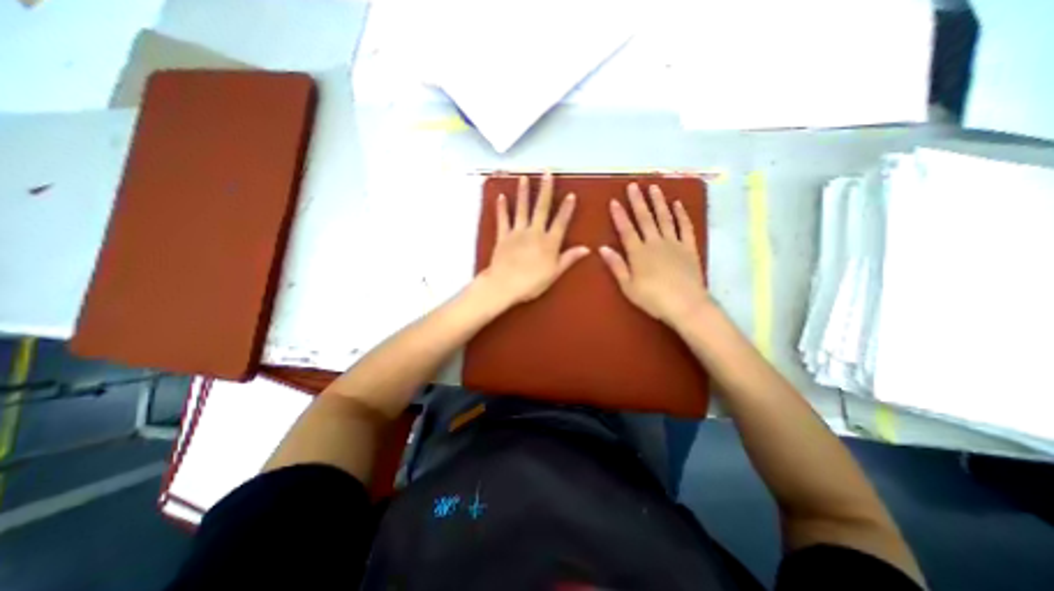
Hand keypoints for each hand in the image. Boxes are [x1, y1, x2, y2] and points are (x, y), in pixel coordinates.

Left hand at [480, 171, 590, 307]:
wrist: (504, 285)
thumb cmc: (532, 282)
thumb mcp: (554, 273)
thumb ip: (569, 258)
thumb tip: (587, 248)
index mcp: (549, 242)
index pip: (561, 222)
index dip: (567, 209)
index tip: (571, 194)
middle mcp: (534, 232)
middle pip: (541, 208)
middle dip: (545, 190)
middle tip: (547, 173)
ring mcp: (517, 232)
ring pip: (522, 209)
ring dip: (523, 192)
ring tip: (524, 177)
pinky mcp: (503, 236)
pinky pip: (502, 219)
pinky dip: (501, 208)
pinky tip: (500, 196)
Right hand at [601, 182, 706, 326]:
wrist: (686, 305)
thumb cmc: (653, 299)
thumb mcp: (628, 286)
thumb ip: (616, 265)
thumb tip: (602, 248)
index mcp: (638, 253)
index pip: (626, 230)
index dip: (619, 215)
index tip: (614, 200)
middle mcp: (655, 243)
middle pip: (645, 219)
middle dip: (638, 201)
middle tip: (634, 185)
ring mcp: (674, 243)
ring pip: (664, 218)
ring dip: (658, 202)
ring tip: (654, 188)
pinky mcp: (689, 248)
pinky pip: (685, 227)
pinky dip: (681, 215)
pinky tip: (678, 204)